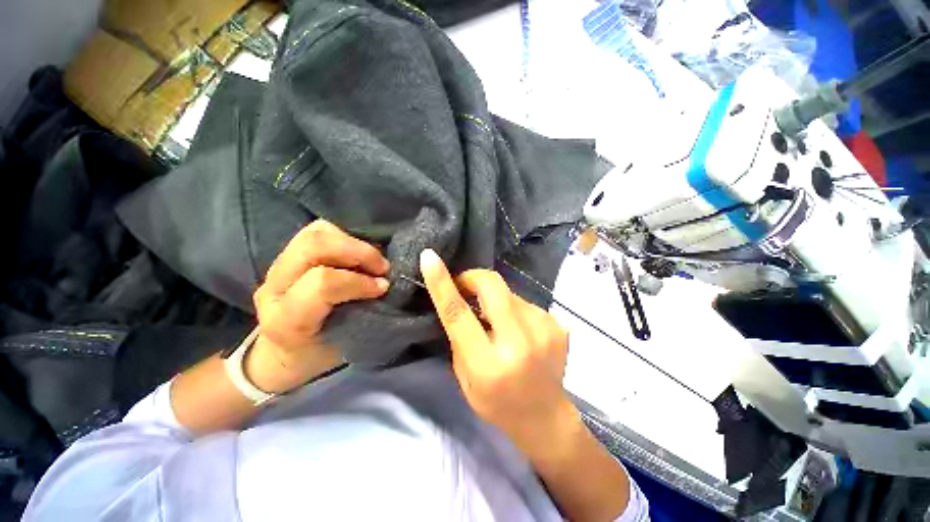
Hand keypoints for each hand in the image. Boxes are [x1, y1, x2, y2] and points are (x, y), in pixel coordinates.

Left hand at [248, 220, 390, 392]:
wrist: (283, 353)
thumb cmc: (318, 355)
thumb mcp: (345, 344)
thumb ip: (365, 313)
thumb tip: (387, 284)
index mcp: (286, 321)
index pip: (322, 284)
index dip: (359, 281)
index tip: (382, 287)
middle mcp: (274, 289)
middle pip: (313, 246)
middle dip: (358, 252)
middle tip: (382, 267)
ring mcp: (276, 268)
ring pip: (314, 233)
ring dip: (353, 242)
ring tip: (371, 260)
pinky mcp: (285, 256)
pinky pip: (316, 232)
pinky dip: (344, 237)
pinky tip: (355, 254)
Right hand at [419, 249, 576, 459]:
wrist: (546, 418)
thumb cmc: (497, 403)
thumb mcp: (465, 377)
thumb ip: (460, 336)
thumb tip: (460, 298)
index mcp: (489, 364)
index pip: (458, 314)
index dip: (442, 283)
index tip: (429, 257)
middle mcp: (519, 344)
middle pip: (492, 286)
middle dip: (474, 277)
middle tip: (466, 286)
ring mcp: (544, 331)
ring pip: (509, 293)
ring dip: (496, 300)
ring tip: (499, 323)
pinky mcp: (559, 325)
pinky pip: (526, 303)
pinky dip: (515, 311)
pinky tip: (521, 332)